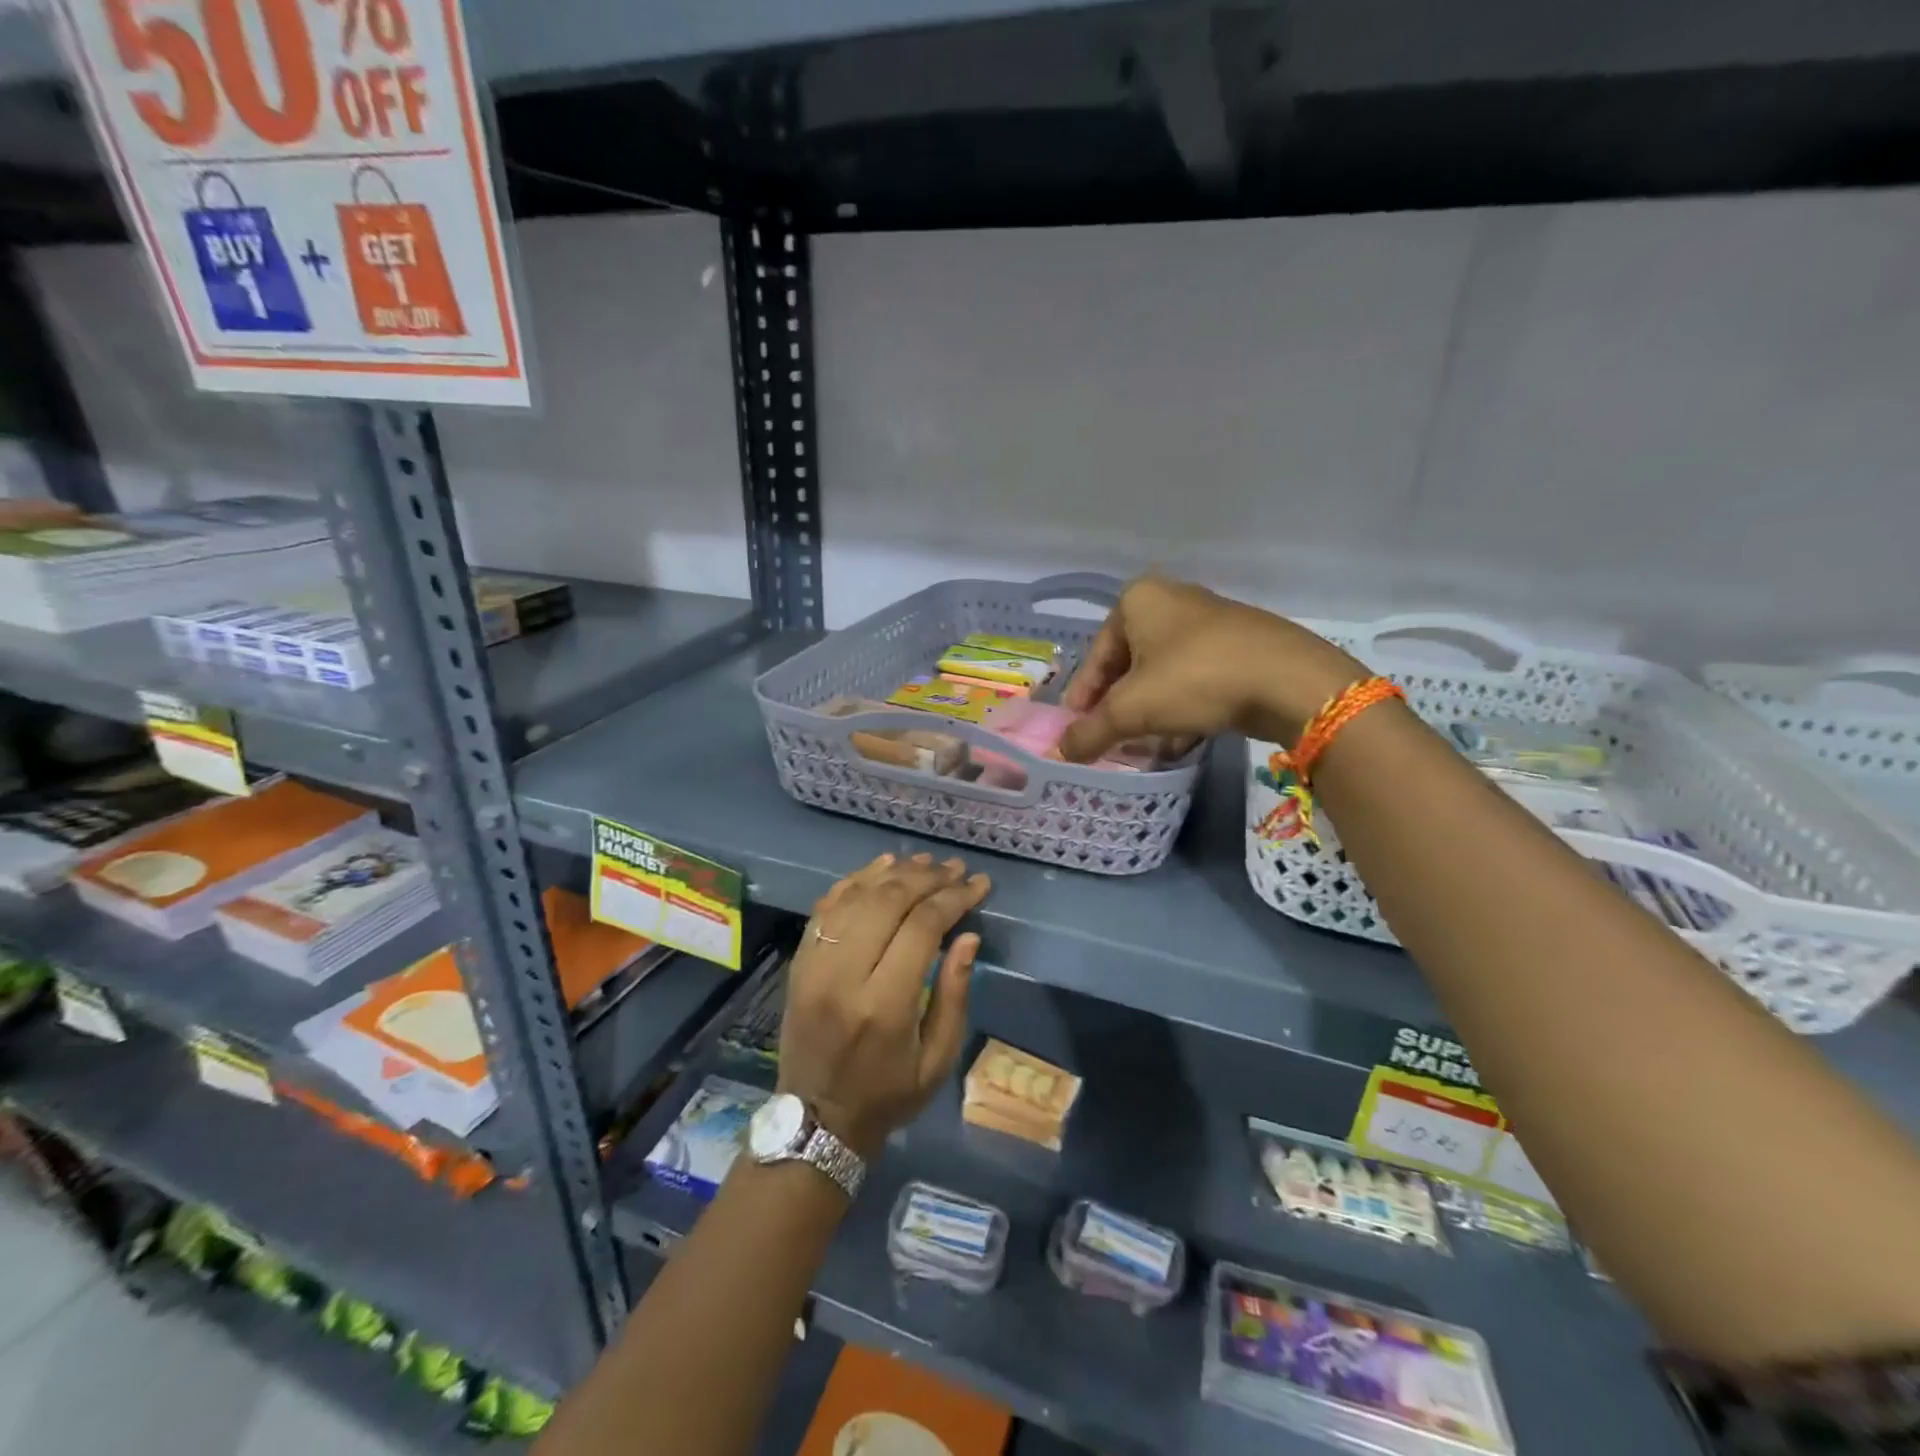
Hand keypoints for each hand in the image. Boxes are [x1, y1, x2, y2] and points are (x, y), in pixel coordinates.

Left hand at [779, 853, 990, 1157]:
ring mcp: (814, 965)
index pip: (922, 927)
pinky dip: (855, 881)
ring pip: (856, 896)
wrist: (815, 1120)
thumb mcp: (937, 1060)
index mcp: (883, 1005)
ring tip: (925, 863)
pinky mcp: (799, 962)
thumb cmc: (887, 1095)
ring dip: (894, 872)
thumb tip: (969, 937)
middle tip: (955, 869)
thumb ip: (954, 995)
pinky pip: (826, 906)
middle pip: (888, 902)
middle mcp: (844, 976)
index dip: (954, 898)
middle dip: (927, 878)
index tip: (979, 885)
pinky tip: (881, 867)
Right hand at [1057, 575, 1366, 762]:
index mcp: (1138, 600)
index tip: (1076, 730)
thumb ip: (1091, 731)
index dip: (1082, 697)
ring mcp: (1211, 621)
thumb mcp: (1132, 710)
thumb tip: (1062, 751)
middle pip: (1129, 663)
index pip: (1096, 655)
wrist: (1290, 680)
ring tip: (1142, 746)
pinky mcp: (1241, 645)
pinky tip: (1179, 741)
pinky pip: (1196, 677)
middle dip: (1117, 705)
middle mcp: (1173, 600)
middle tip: (1108, 737)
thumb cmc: (1195, 679)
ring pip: (1164, 673)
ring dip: (1149, 711)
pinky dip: (1182, 707)